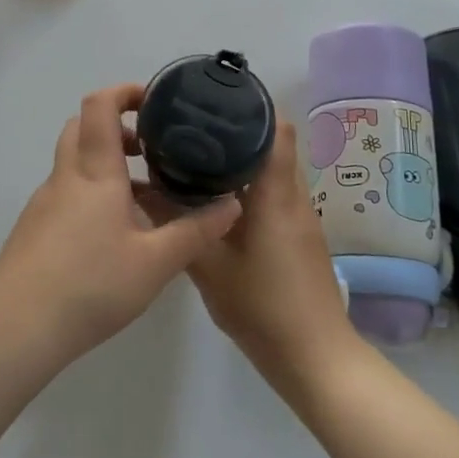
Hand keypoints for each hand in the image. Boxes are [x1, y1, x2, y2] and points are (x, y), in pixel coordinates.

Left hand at [0, 84, 241, 371]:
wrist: (18, 326)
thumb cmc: (92, 284)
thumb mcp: (156, 262)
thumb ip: (195, 231)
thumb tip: (231, 204)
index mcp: (94, 172)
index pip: (99, 106)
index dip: (123, 92)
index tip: (153, 102)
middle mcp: (65, 177)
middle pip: (81, 128)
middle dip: (115, 127)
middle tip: (149, 150)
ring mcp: (43, 202)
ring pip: (73, 163)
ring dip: (104, 164)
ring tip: (140, 199)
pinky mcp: (33, 228)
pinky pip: (65, 193)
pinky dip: (89, 193)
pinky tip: (111, 235)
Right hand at [186, 120, 361, 395]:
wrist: (314, 358)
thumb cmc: (263, 307)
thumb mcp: (209, 267)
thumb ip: (177, 226)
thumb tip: (144, 190)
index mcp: (276, 194)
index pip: (277, 129)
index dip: (253, 106)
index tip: (216, 99)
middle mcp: (293, 196)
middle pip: (274, 143)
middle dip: (238, 129)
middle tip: (194, 126)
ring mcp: (300, 217)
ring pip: (273, 169)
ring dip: (243, 158)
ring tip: (199, 154)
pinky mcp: (298, 235)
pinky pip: (274, 193)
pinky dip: (249, 184)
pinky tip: (217, 198)